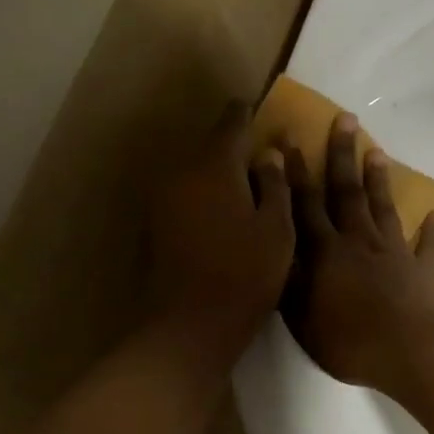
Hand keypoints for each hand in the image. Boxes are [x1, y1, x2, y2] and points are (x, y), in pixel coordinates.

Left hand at [151, 103, 294, 360]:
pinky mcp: (156, 223)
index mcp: (214, 166)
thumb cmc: (245, 274)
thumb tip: (269, 154)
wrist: (191, 324)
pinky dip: (204, 194)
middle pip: (210, 146)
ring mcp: (163, 199)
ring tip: (245, 185)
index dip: (247, 113)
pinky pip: (185, 193)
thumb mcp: (277, 229)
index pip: (231, 123)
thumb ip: (275, 185)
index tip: (259, 109)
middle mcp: (182, 172)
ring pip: (195, 170)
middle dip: (233, 146)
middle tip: (260, 154)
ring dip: (217, 172)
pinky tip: (223, 212)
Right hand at [282, 112, 433, 390]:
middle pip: (347, 192)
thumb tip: (276, 247)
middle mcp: (359, 241)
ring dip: (379, 180)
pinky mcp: (425, 270)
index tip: (291, 141)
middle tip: (346, 119)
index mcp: (326, 251)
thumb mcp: (301, 317)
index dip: (296, 173)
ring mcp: (395, 252)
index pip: (306, 204)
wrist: (410, 352)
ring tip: (376, 151)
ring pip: (384, 208)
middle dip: (342, 155)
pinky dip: (431, 230)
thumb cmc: (348, 340)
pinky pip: (428, 246)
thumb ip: (289, 280)